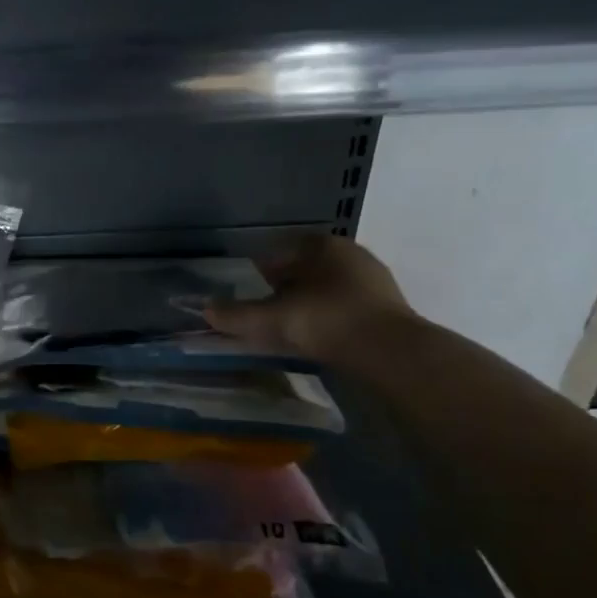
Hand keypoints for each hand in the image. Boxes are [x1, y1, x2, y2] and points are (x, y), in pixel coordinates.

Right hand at [203, 233, 415, 364]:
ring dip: (309, 302)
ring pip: (329, 287)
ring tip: (294, 327)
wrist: (390, 352)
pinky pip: (348, 305)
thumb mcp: (273, 319)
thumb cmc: (326, 321)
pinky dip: (331, 316)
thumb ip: (237, 315)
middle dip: (287, 286)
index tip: (253, 290)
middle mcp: (350, 253)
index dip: (263, 269)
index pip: (282, 249)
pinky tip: (322, 337)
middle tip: (270, 310)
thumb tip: (206, 310)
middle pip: (306, 267)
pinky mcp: (389, 306)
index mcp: (322, 245)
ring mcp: (374, 279)